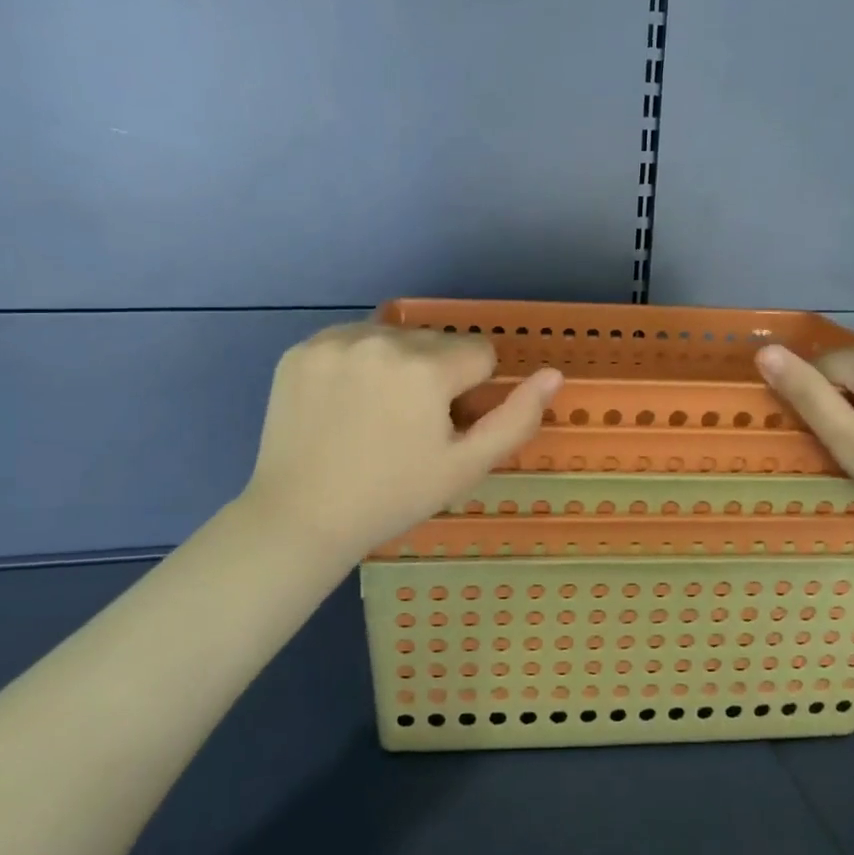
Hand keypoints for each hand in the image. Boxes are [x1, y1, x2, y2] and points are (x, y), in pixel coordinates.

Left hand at [243, 323, 562, 566]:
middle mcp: (381, 340)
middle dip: (436, 374)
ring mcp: (334, 341)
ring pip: (394, 336)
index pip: (479, 353)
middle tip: (408, 425)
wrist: (300, 517)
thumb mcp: (466, 467)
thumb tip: (553, 374)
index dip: (470, 392)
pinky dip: (356, 362)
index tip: (444, 426)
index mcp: (426, 369)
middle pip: (437, 341)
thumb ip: (516, 418)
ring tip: (375, 413)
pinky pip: (351, 339)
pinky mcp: (301, 349)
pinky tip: (343, 402)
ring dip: (397, 363)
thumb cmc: (393, 497)